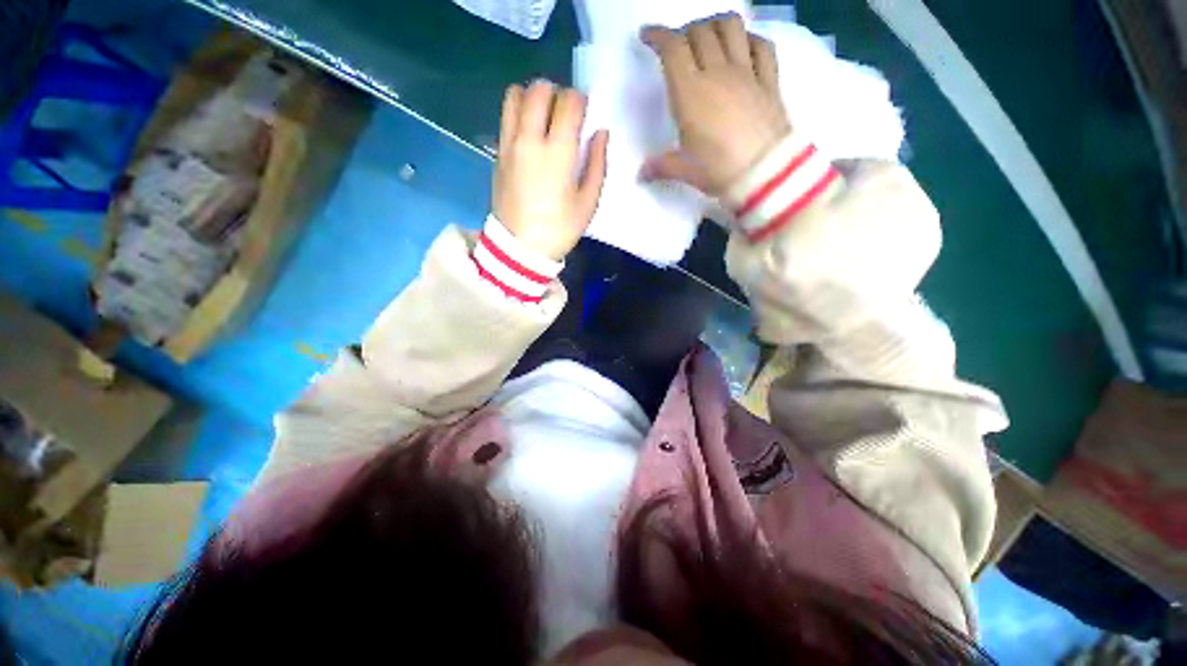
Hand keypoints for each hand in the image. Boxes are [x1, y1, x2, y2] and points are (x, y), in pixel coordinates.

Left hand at [493, 81, 608, 260]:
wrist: (519, 248)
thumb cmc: (559, 229)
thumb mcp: (588, 203)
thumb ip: (597, 164)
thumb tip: (600, 133)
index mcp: (557, 153)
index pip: (569, 102)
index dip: (581, 101)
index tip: (585, 113)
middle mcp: (529, 140)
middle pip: (539, 90)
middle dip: (556, 93)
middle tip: (565, 113)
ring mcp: (509, 145)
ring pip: (515, 96)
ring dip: (532, 98)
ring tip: (544, 118)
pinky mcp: (498, 154)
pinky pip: (506, 118)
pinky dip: (519, 114)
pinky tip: (530, 135)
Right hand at [640, 15, 789, 194]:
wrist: (766, 174)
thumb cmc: (718, 170)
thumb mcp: (684, 170)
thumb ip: (661, 167)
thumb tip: (641, 174)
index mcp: (690, 93)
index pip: (672, 48)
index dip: (657, 35)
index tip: (647, 36)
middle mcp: (717, 73)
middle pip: (699, 32)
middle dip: (684, 31)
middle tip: (677, 45)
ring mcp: (747, 72)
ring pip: (731, 28)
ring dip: (714, 25)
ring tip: (708, 37)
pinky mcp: (769, 80)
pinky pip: (761, 45)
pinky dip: (749, 40)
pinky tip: (743, 48)